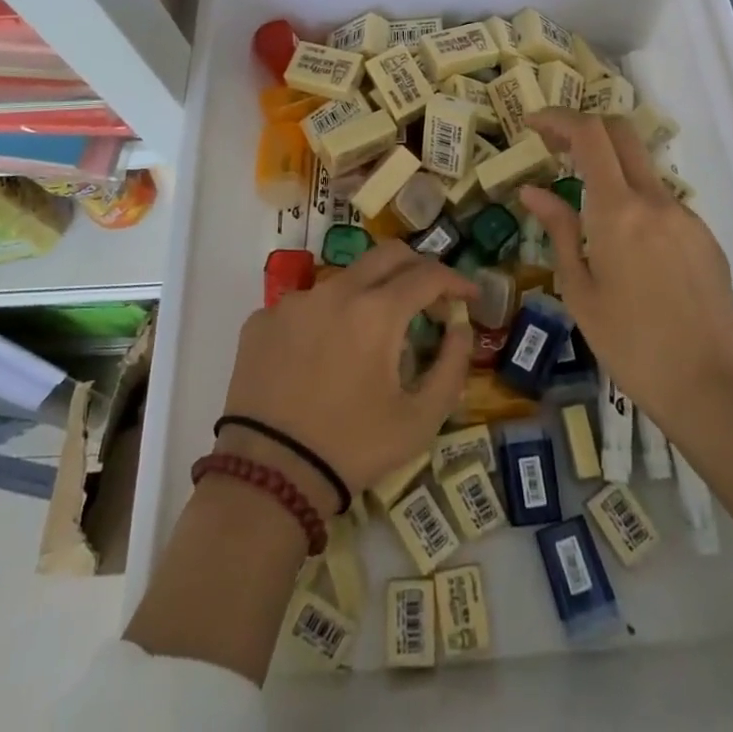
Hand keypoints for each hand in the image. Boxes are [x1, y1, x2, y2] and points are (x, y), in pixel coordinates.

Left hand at [219, 242, 475, 508]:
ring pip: (345, 280)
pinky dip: (325, 319)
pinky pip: (306, 306)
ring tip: (372, 336)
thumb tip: (460, 327)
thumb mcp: (419, 421)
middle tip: (430, 297)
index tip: (470, 295)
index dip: (456, 280)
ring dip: (369, 296)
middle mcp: (336, 291)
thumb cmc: (351, 449)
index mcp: (377, 311)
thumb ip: (452, 367)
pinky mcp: (263, 319)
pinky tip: (322, 357)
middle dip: (417, 268)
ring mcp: (295, 301)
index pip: (428, 275)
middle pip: (388, 255)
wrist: (267, 477)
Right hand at [520, 108, 732, 517]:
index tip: (532, 123)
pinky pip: (663, 204)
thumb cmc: (629, 344)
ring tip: (587, 213)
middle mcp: (656, 200)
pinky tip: (629, 251)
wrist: (708, 386)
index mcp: (618, 211)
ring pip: (643, 170)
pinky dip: (637, 205)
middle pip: (621, 133)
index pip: (589, 135)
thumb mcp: (580, 290)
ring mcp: (686, 216)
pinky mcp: (706, 237)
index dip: (558, 118)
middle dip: (585, 128)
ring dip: (611, 171)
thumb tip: (533, 191)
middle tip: (555, 147)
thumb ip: (559, 229)